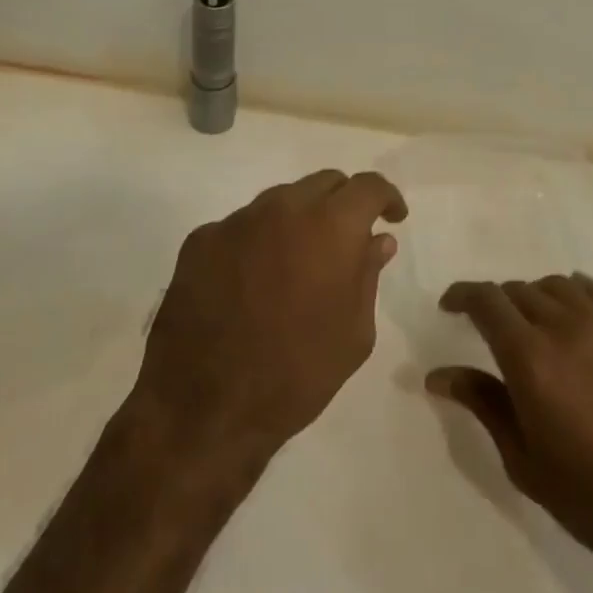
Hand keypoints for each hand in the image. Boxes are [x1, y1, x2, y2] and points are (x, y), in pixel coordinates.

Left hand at [129, 170, 408, 470]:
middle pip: (322, 183)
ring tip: (297, 264)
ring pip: (279, 201)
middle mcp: (281, 209)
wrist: (205, 408)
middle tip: (346, 241)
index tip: (392, 218)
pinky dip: (257, 242)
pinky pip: (240, 226)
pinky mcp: (200, 240)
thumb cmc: (296, 375)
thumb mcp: (353, 333)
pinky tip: (252, 282)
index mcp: (329, 227)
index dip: (386, 197)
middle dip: (342, 203)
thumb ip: (367, 275)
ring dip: (298, 220)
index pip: (367, 186)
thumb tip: (377, 239)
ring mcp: (235, 221)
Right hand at [428, 274, 592, 579]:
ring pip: (556, 286)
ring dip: (533, 297)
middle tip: (488, 330)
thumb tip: (438, 375)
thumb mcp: (524, 460)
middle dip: (495, 304)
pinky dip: (575, 291)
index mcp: (529, 358)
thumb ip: (483, 404)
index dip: (461, 295)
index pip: (486, 301)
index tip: (449, 307)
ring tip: (531, 325)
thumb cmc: (592, 498)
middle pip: (518, 291)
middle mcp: (564, 328)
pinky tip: (572, 310)